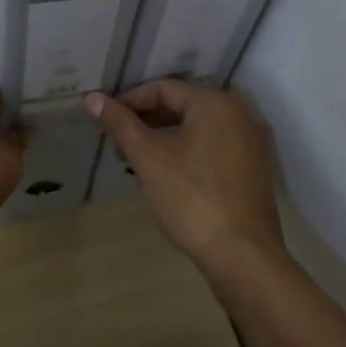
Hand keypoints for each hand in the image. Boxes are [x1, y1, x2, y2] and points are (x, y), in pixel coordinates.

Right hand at [85, 81, 285, 277]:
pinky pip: (212, 147)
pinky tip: (166, 174)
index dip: (130, 101)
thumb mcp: (149, 159)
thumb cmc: (193, 199)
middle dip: (146, 120)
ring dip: (164, 137)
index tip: (106, 121)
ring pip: (197, 127)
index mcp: (216, 104)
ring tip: (135, 160)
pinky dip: (186, 151)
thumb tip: (93, 98)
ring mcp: (251, 143)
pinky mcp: (253, 170)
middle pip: (182, 105)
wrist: (244, 258)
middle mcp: (239, 114)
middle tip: (118, 143)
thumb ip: (121, 124)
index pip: (163, 88)